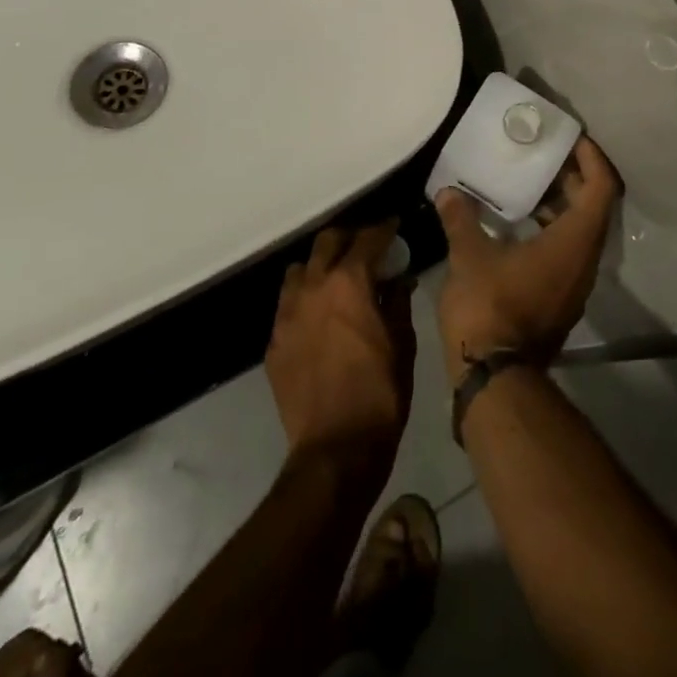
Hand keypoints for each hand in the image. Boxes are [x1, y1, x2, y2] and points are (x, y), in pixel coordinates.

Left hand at [266, 222, 415, 477]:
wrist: (336, 449)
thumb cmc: (380, 393)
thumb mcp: (402, 343)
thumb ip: (398, 301)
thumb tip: (399, 279)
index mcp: (349, 282)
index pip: (367, 239)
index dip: (384, 229)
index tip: (394, 227)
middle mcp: (313, 287)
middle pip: (327, 242)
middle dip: (349, 239)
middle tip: (366, 248)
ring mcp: (287, 314)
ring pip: (300, 270)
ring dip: (320, 267)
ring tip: (336, 280)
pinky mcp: (274, 341)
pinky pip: (288, 305)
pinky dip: (305, 300)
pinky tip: (319, 319)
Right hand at [435, 136, 621, 384]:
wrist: (493, 378)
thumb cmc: (489, 306)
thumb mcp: (469, 255)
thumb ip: (461, 218)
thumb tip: (447, 192)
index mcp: (573, 243)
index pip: (600, 188)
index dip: (591, 158)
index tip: (570, 139)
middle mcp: (584, 262)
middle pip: (593, 208)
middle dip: (572, 177)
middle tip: (543, 154)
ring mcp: (574, 285)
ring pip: (579, 232)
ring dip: (560, 205)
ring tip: (527, 183)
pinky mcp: (559, 300)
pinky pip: (566, 252)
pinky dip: (550, 229)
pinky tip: (516, 224)